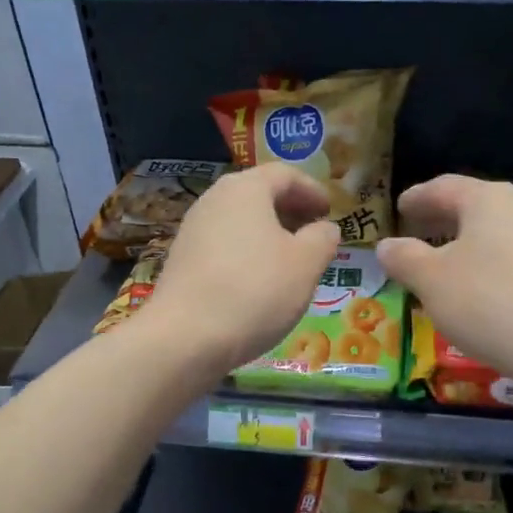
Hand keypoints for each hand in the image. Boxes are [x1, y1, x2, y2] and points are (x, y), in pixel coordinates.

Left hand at [140, 163, 340, 372]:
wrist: (185, 338)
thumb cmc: (255, 290)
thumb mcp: (306, 264)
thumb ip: (322, 239)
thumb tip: (324, 229)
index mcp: (246, 189)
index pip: (285, 174)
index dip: (312, 190)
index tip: (330, 211)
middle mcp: (214, 200)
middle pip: (259, 194)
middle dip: (290, 211)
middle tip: (314, 234)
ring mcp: (193, 230)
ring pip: (240, 221)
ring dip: (269, 234)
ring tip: (291, 261)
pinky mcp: (182, 261)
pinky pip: (223, 245)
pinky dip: (247, 253)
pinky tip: (259, 282)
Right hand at [377, 175, 512, 392]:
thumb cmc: (487, 301)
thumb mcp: (431, 280)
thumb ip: (404, 258)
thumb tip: (386, 246)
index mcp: (487, 200)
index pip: (444, 187)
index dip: (417, 197)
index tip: (399, 207)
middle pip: (472, 207)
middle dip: (440, 218)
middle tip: (415, 229)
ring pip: (492, 233)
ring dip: (462, 243)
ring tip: (439, 261)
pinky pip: (509, 258)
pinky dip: (483, 264)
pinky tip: (472, 289)